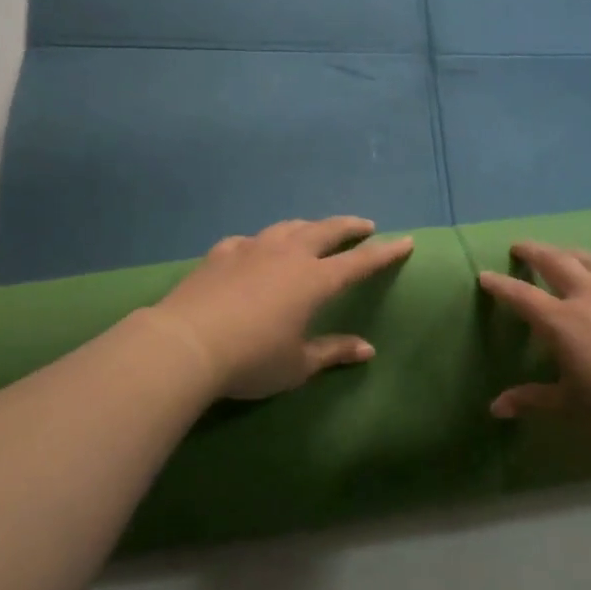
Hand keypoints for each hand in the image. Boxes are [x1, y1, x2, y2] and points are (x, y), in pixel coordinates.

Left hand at [150, 217, 413, 400]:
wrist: (185, 344)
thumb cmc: (251, 359)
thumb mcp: (297, 364)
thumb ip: (333, 352)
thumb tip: (367, 350)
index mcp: (314, 280)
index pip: (360, 262)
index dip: (385, 252)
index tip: (405, 241)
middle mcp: (288, 255)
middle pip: (326, 231)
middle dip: (349, 226)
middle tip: (364, 225)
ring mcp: (252, 249)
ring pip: (289, 227)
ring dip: (309, 227)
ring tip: (315, 231)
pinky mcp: (221, 253)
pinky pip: (250, 241)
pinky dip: (263, 243)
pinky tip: (256, 249)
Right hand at [478, 243, 590, 436]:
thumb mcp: (574, 408)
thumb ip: (534, 400)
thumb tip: (496, 407)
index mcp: (563, 322)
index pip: (522, 296)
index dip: (501, 285)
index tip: (485, 274)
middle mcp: (590, 297)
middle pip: (556, 261)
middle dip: (535, 251)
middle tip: (521, 246)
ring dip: (571, 253)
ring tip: (564, 253)